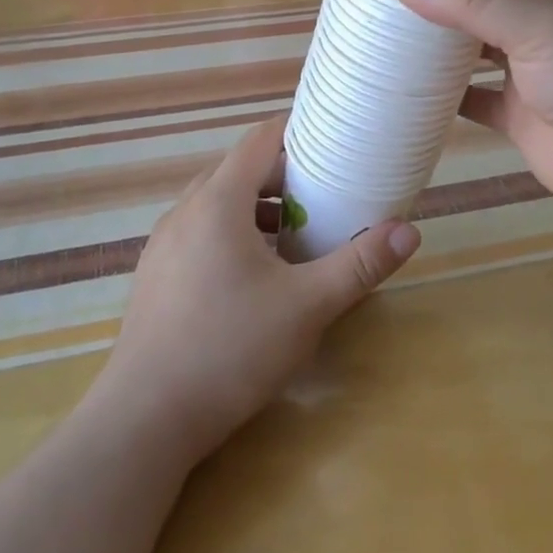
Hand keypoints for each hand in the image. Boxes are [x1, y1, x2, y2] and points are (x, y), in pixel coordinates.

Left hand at [95, 118, 419, 463]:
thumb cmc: (230, 349)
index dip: (297, 132)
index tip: (332, 140)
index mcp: (217, 201)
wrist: (143, 420)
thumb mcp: (307, 306)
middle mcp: (184, 211)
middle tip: (325, 192)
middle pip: (238, 169)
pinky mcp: (155, 276)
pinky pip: (199, 232)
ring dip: (256, 207)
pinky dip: (231, 233)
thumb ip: (359, 264)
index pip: (259, 140)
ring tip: (294, 234)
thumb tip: (409, 231)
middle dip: (282, 174)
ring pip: (216, 203)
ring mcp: (163, 244)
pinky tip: (253, 275)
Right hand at [391, 0, 552, 226]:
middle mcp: (540, 12)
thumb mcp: (539, 23)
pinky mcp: (519, 112)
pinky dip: (441, 94)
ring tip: (377, 18)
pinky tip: (399, 85)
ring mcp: (529, 64)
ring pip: (472, 39)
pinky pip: (471, 97)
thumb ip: (472, 0)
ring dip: (435, 33)